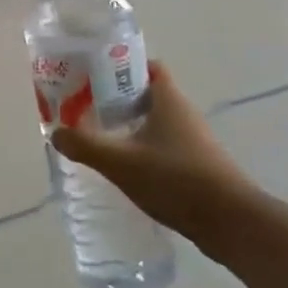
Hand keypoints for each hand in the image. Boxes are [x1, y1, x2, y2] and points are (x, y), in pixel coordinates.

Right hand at [50, 62, 252, 243]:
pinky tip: (126, 169)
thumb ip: (85, 145)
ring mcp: (194, 140)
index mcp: (168, 98)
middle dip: (116, 99)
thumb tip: (55, 132)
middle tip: (85, 109)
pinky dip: (144, 150)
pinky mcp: (198, 165)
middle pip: (146, 94)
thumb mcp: (121, 162)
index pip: (145, 66)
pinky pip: (164, 146)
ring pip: (155, 122)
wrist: (231, 222)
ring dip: (129, 127)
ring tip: (100, 139)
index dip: (119, 66)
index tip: (91, 75)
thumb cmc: (175, 179)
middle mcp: (183, 112)